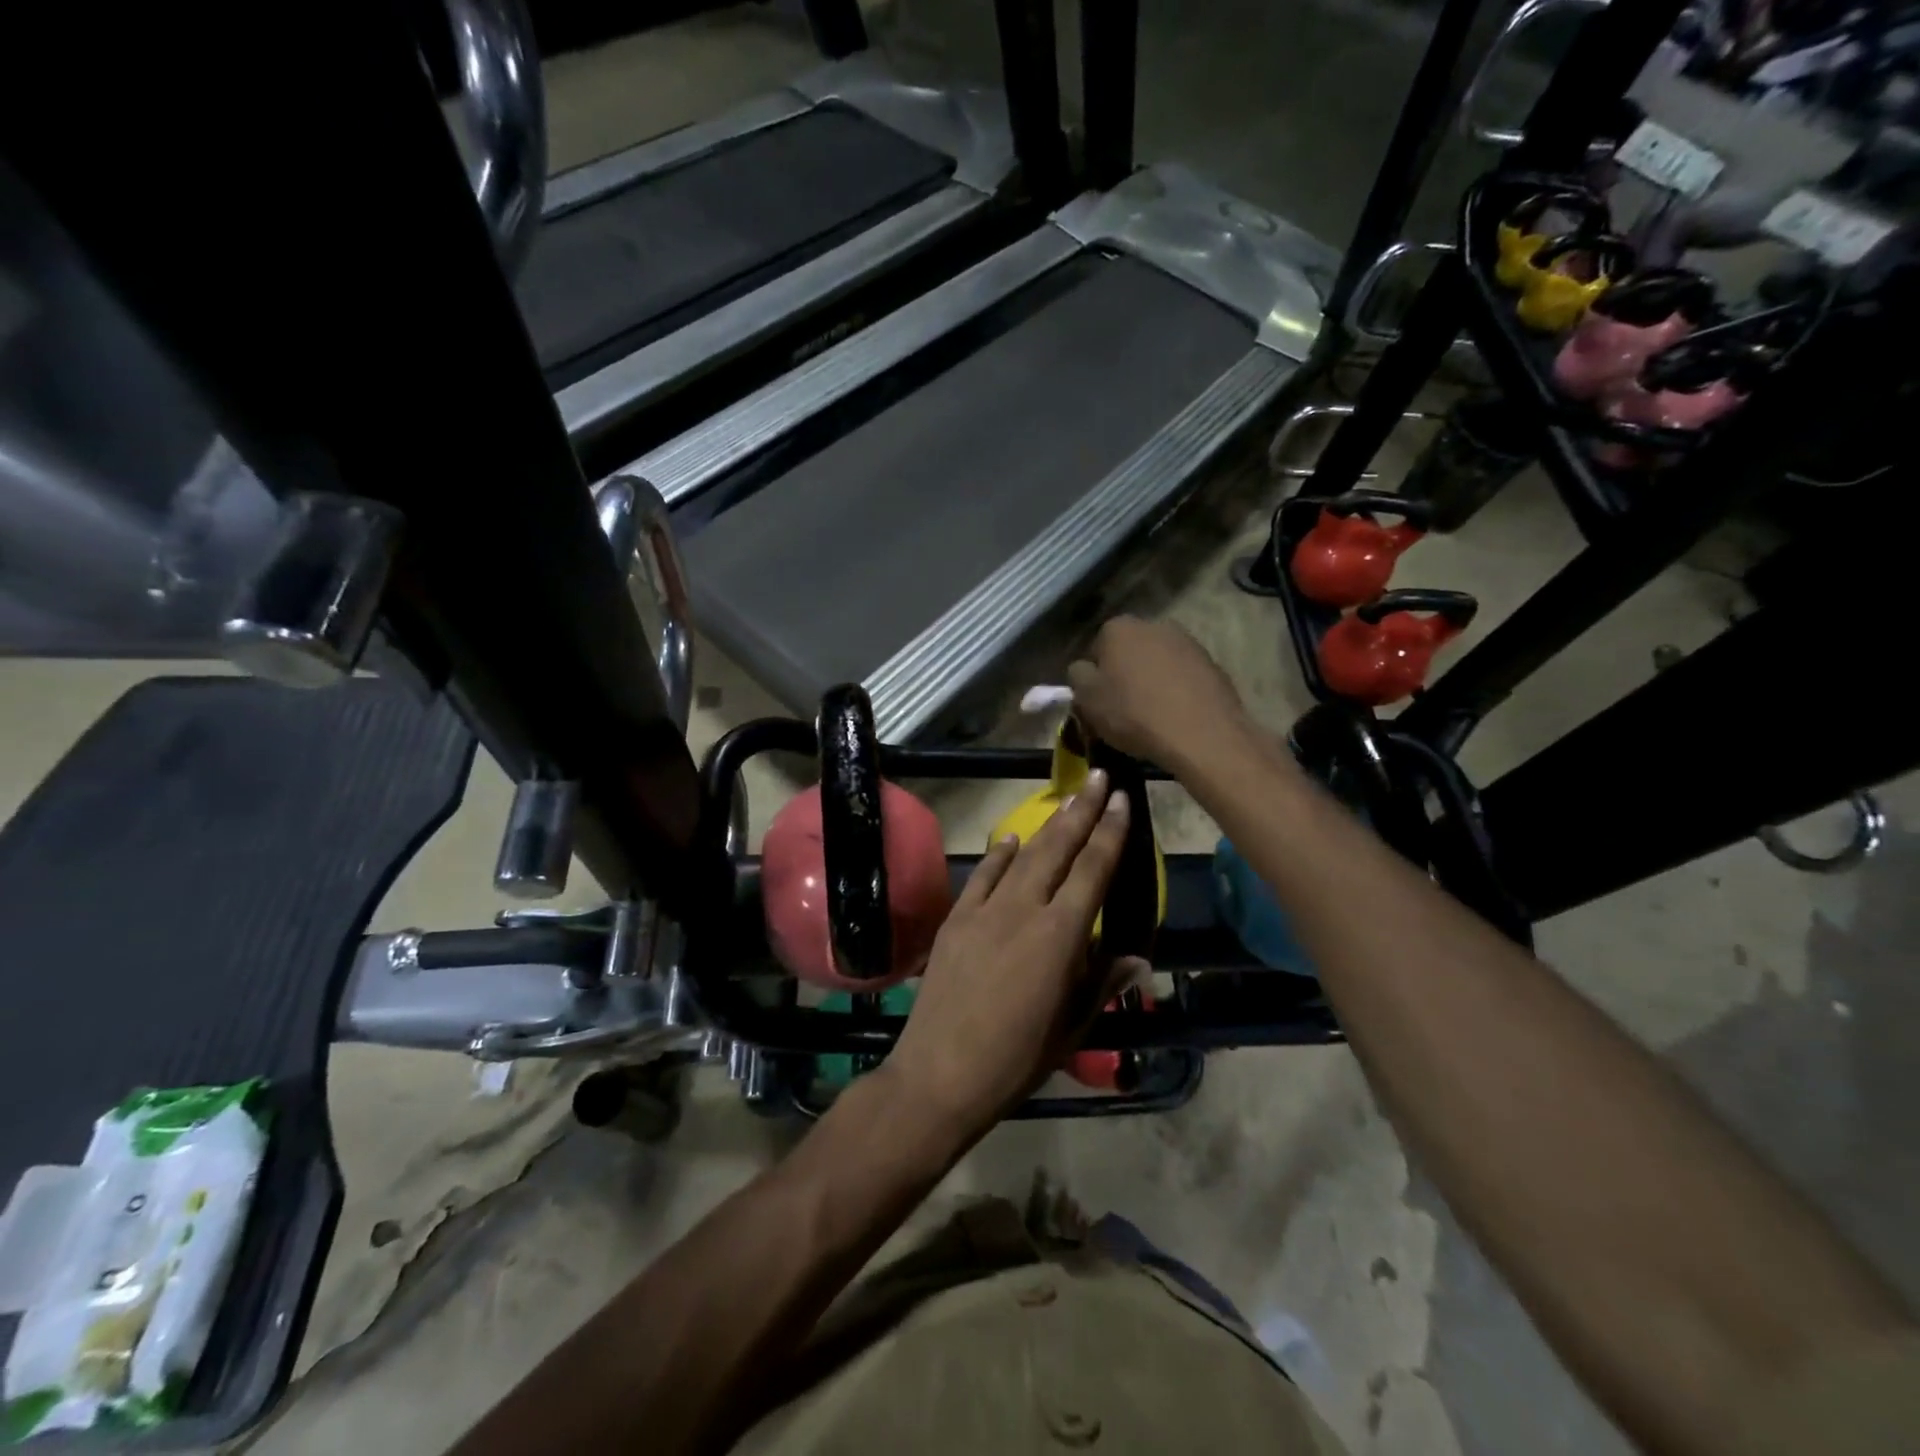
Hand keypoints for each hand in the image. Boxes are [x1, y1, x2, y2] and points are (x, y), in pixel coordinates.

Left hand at [882, 771, 1139, 1141]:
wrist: (940, 1072)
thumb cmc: (1017, 1059)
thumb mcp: (1072, 1027)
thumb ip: (1103, 983)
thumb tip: (1137, 956)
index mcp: (1060, 935)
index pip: (1093, 870)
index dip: (1110, 832)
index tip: (1122, 800)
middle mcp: (1024, 909)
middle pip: (1058, 849)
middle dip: (1082, 810)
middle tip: (1099, 778)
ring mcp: (985, 910)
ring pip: (1023, 855)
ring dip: (1047, 825)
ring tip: (1067, 799)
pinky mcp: (955, 919)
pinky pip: (981, 875)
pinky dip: (999, 854)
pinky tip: (1011, 839)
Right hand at [1068, 616, 1253, 770]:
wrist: (1200, 734)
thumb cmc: (1133, 714)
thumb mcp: (1086, 699)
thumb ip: (1077, 676)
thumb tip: (1085, 669)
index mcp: (1118, 628)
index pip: (1095, 650)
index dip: (1094, 678)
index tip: (1098, 703)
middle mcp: (1154, 624)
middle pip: (1129, 652)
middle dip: (1124, 675)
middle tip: (1123, 709)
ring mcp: (1188, 642)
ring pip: (1158, 663)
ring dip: (1152, 682)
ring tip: (1151, 716)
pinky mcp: (1213, 663)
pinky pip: (1183, 677)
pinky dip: (1177, 691)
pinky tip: (1175, 716)